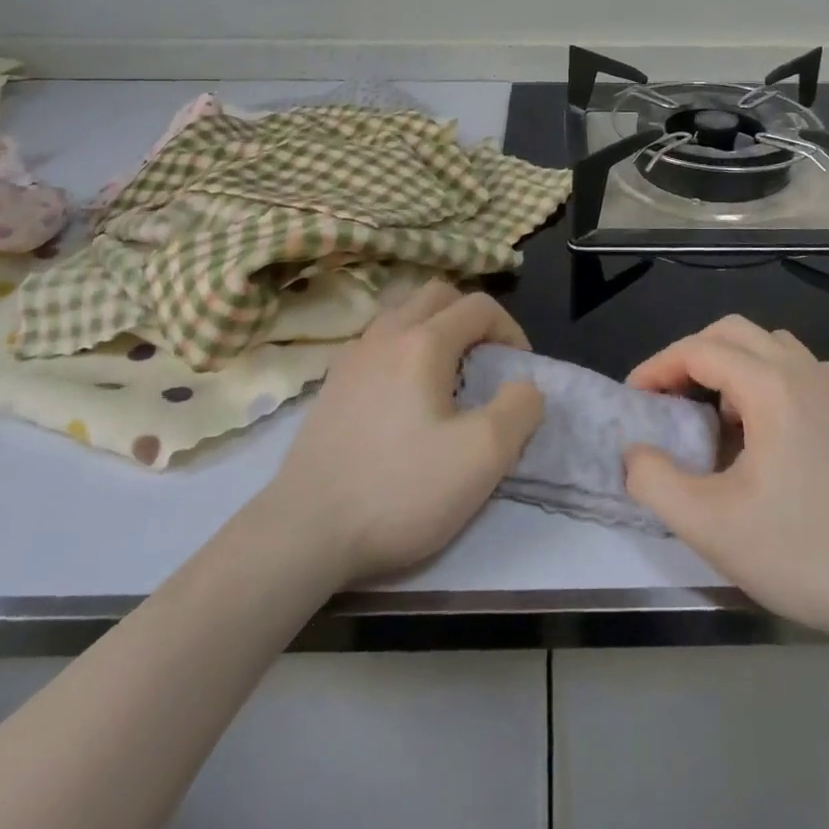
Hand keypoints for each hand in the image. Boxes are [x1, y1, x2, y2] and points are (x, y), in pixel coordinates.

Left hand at [265, 281, 544, 585]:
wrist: (305, 533)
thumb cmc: (401, 490)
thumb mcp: (484, 456)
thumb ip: (520, 408)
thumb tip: (524, 386)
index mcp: (423, 341)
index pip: (479, 306)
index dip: (511, 330)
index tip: (518, 372)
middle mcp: (385, 334)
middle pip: (438, 296)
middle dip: (472, 318)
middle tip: (486, 362)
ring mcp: (351, 357)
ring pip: (403, 315)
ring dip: (436, 330)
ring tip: (448, 379)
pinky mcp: (331, 386)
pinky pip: (378, 344)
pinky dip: (404, 350)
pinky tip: (406, 399)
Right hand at [624, 316, 828, 646]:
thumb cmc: (807, 551)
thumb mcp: (711, 525)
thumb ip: (655, 481)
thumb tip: (636, 453)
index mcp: (771, 384)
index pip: (699, 350)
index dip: (657, 368)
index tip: (633, 400)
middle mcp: (805, 372)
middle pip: (733, 333)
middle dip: (690, 356)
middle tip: (665, 399)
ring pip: (768, 348)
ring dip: (729, 366)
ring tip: (711, 417)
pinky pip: (796, 373)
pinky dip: (763, 382)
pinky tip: (760, 434)